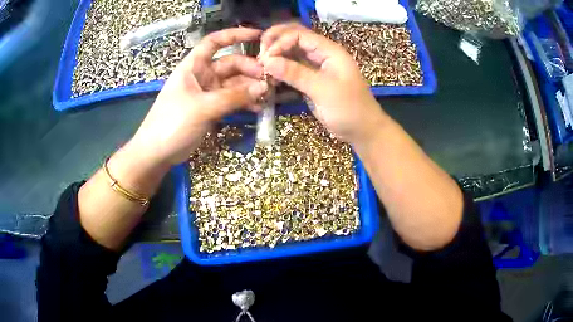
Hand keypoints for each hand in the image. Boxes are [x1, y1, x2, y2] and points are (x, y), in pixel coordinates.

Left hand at [128, 27, 268, 166]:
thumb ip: (233, 97)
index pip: (214, 42)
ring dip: (250, 88)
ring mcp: (207, 93)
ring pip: (233, 84)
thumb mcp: (202, 107)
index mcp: (194, 66)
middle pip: (230, 64)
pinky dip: (244, 102)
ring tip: (268, 95)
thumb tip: (263, 87)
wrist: (156, 152)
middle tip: (269, 80)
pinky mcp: (211, 109)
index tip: (258, 35)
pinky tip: (258, 108)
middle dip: (250, 69)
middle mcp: (202, 75)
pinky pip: (231, 100)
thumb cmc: (172, 123)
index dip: (235, 35)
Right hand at [259, 23, 387, 144]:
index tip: (266, 59)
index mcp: (329, 51)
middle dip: (275, 44)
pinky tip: (270, 78)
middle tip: (259, 57)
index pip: (299, 35)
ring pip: (291, 54)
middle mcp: (321, 54)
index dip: (280, 42)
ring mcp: (316, 67)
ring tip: (262, 69)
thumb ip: (296, 73)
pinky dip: (280, 71)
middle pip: (294, 39)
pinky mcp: (311, 80)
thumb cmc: (349, 109)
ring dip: (276, 58)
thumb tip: (268, 61)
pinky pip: (292, 70)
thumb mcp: (323, 90)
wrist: (362, 131)